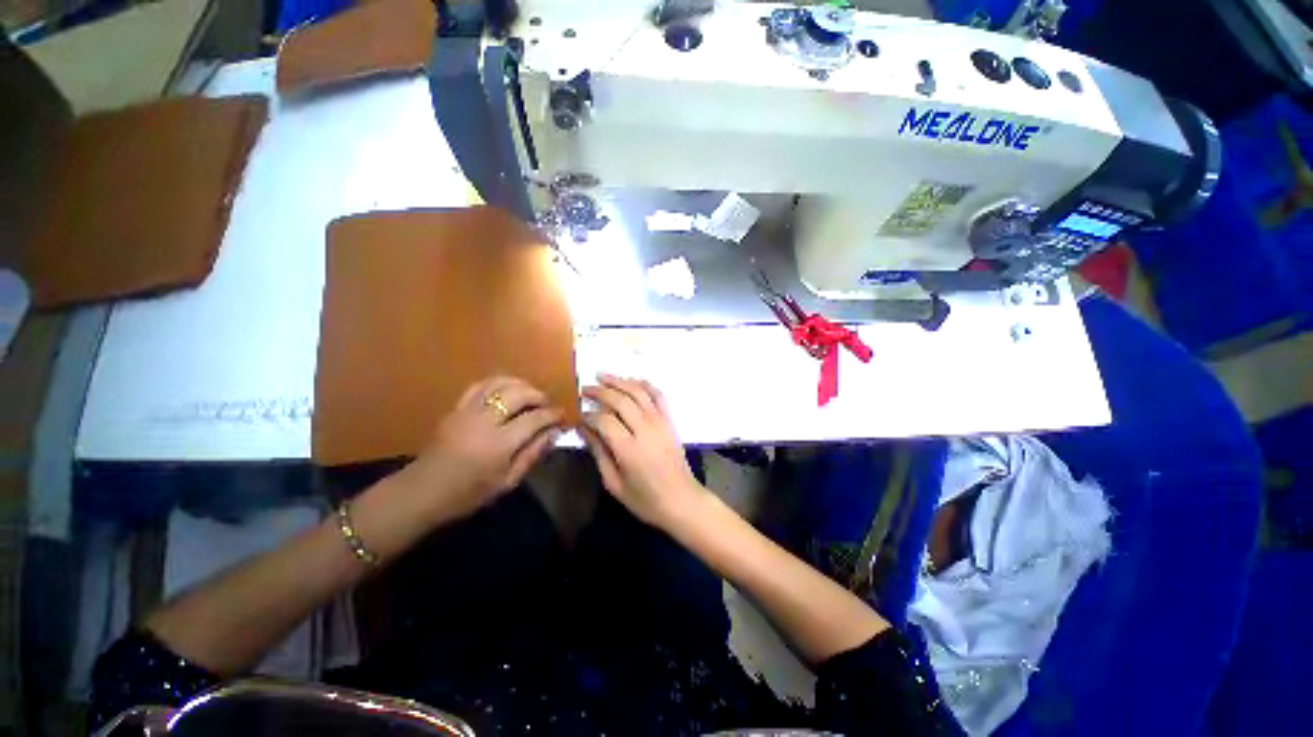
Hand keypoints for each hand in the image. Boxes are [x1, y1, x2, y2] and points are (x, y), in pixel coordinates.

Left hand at [403, 376, 562, 523]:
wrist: (423, 492)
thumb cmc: (469, 493)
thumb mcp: (507, 481)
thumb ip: (533, 454)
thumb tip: (554, 433)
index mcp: (499, 443)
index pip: (534, 419)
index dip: (552, 414)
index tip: (562, 415)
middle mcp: (484, 421)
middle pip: (518, 393)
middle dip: (538, 394)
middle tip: (547, 404)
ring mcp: (467, 411)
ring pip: (499, 383)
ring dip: (520, 384)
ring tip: (529, 394)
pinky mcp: (456, 408)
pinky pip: (480, 385)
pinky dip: (498, 383)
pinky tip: (506, 390)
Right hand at [581, 374, 706, 528]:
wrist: (681, 500)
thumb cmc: (645, 499)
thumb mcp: (614, 483)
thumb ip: (598, 453)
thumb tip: (583, 429)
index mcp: (628, 449)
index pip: (603, 420)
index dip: (588, 414)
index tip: (577, 414)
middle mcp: (645, 429)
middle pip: (620, 400)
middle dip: (600, 391)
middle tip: (584, 389)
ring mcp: (660, 422)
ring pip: (638, 392)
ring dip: (620, 381)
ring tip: (602, 376)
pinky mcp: (670, 420)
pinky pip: (658, 395)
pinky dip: (645, 384)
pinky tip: (632, 380)